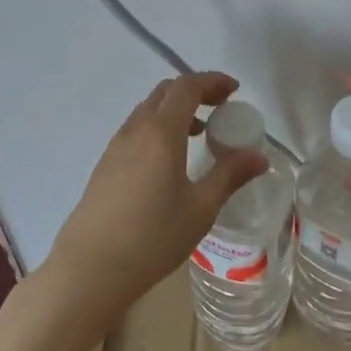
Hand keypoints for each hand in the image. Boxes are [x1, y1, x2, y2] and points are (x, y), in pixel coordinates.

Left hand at [47, 72, 267, 314]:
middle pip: (166, 92)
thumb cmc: (152, 237)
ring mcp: (116, 146)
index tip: (234, 91)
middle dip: (195, 91)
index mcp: (161, 132)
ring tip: (199, 134)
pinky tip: (169, 160)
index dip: (213, 81)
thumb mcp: (200, 208)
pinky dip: (159, 127)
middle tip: (220, 108)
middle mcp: (136, 129)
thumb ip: (230, 175)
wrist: (89, 269)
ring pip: (148, 110)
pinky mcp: (105, 165)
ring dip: (175, 110)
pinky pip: (136, 129)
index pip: (187, 86)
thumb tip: (260, 156)